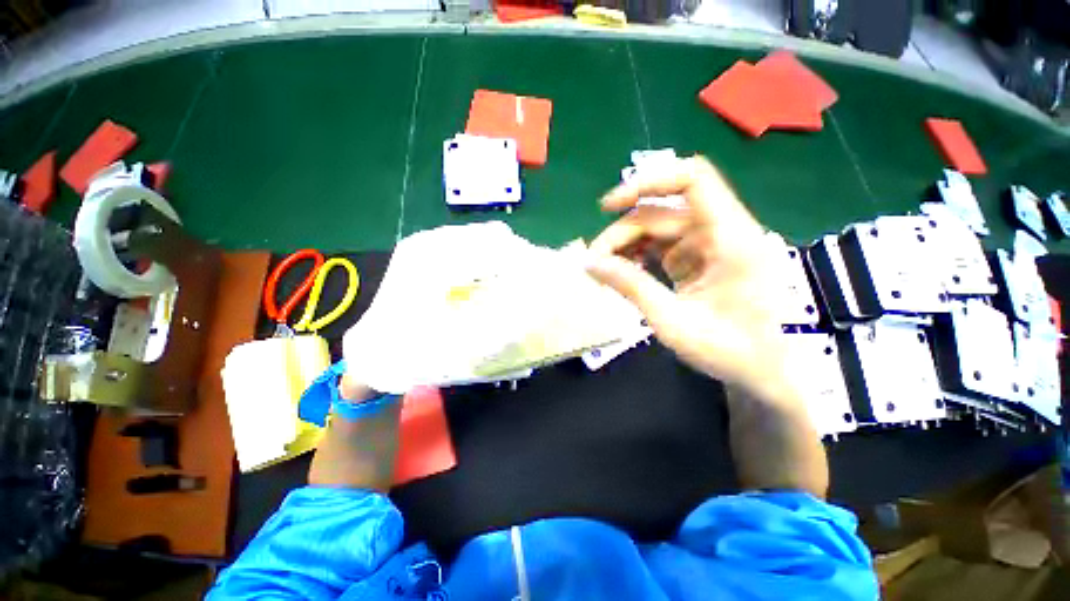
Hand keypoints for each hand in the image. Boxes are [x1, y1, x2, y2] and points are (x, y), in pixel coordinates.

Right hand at [586, 156, 789, 400]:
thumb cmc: (729, 351)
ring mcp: (710, 245)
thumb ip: (631, 287)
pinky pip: (661, 245)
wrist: (763, 372)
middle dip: (621, 234)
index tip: (608, 206)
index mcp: (732, 238)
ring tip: (603, 270)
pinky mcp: (699, 258)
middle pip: (661, 213)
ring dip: (626, 245)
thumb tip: (590, 263)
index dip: (647, 182)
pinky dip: (638, 255)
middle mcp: (723, 232)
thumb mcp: (673, 321)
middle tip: (593, 263)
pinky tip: (622, 272)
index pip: (692, 180)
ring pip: (657, 228)